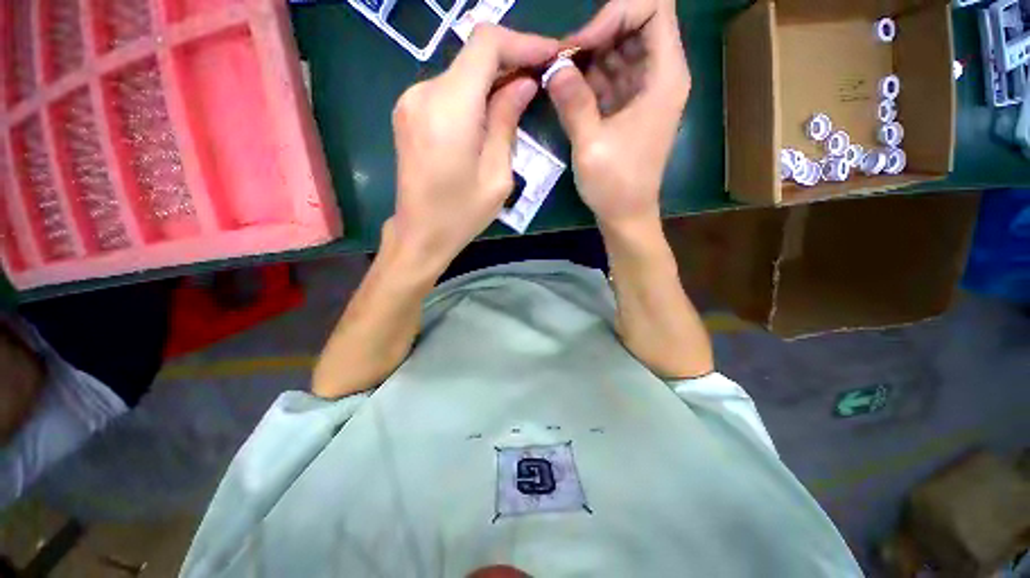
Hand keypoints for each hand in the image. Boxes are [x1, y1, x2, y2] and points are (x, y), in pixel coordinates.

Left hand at [389, 25, 558, 273]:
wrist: (420, 234)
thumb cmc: (461, 215)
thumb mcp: (497, 176)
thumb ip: (507, 122)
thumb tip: (523, 84)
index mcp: (449, 108)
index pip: (486, 44)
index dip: (522, 42)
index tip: (550, 55)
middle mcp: (423, 93)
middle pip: (473, 56)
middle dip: (511, 62)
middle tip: (541, 79)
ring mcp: (411, 101)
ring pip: (461, 73)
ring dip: (493, 81)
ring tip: (519, 101)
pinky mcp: (409, 112)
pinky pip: (448, 90)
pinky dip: (474, 94)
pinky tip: (490, 114)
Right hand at [546, 0, 689, 229]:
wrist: (626, 216)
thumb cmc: (615, 186)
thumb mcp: (591, 145)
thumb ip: (573, 101)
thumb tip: (553, 66)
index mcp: (664, 77)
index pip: (653, 8)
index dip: (615, 14)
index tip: (580, 45)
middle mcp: (659, 76)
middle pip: (633, 25)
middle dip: (595, 35)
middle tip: (561, 61)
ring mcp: (643, 92)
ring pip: (618, 50)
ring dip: (587, 57)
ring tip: (557, 75)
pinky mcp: (628, 107)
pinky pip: (609, 76)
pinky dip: (587, 77)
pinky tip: (566, 89)